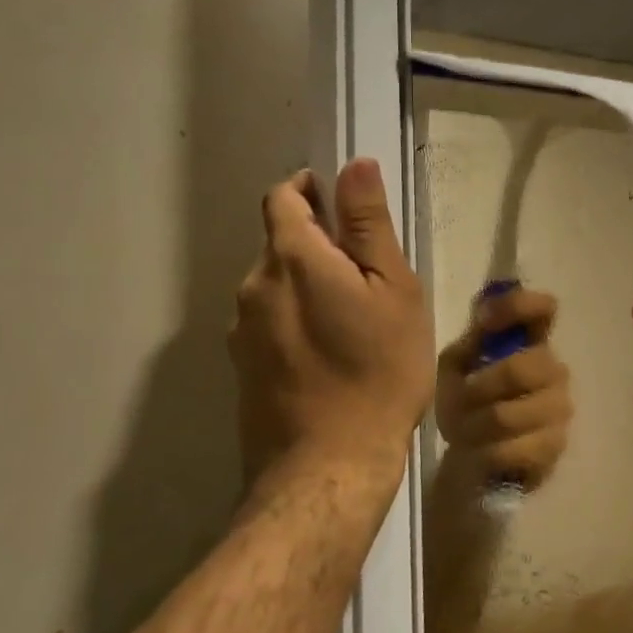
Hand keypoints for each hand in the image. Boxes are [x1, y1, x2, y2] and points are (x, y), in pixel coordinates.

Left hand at [230, 160, 433, 501]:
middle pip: (280, 243)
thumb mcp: (391, 290)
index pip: (283, 196)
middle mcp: (253, 286)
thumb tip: (353, 163)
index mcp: (290, 258)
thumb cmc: (377, 371)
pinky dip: (295, 321)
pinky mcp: (241, 367)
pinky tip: (328, 356)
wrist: (328, 468)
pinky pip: (269, 323)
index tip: (345, 209)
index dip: (311, 190)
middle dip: (318, 245)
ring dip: (307, 286)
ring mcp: (241, 330)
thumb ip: (368, 224)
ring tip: (352, 322)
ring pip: (276, 286)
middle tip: (367, 278)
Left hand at [433, 288, 571, 495]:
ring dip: (476, 425)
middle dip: (481, 387)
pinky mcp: (555, 446)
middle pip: (523, 368)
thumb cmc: (466, 402)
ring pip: (508, 414)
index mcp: (530, 341)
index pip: (544, 309)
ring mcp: (559, 408)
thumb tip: (485, 312)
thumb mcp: (457, 366)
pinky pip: (514, 448)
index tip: (484, 320)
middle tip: (459, 401)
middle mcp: (553, 369)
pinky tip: (482, 451)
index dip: (518, 306)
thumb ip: (472, 339)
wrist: (473, 457)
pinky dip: (487, 451)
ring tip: (464, 431)